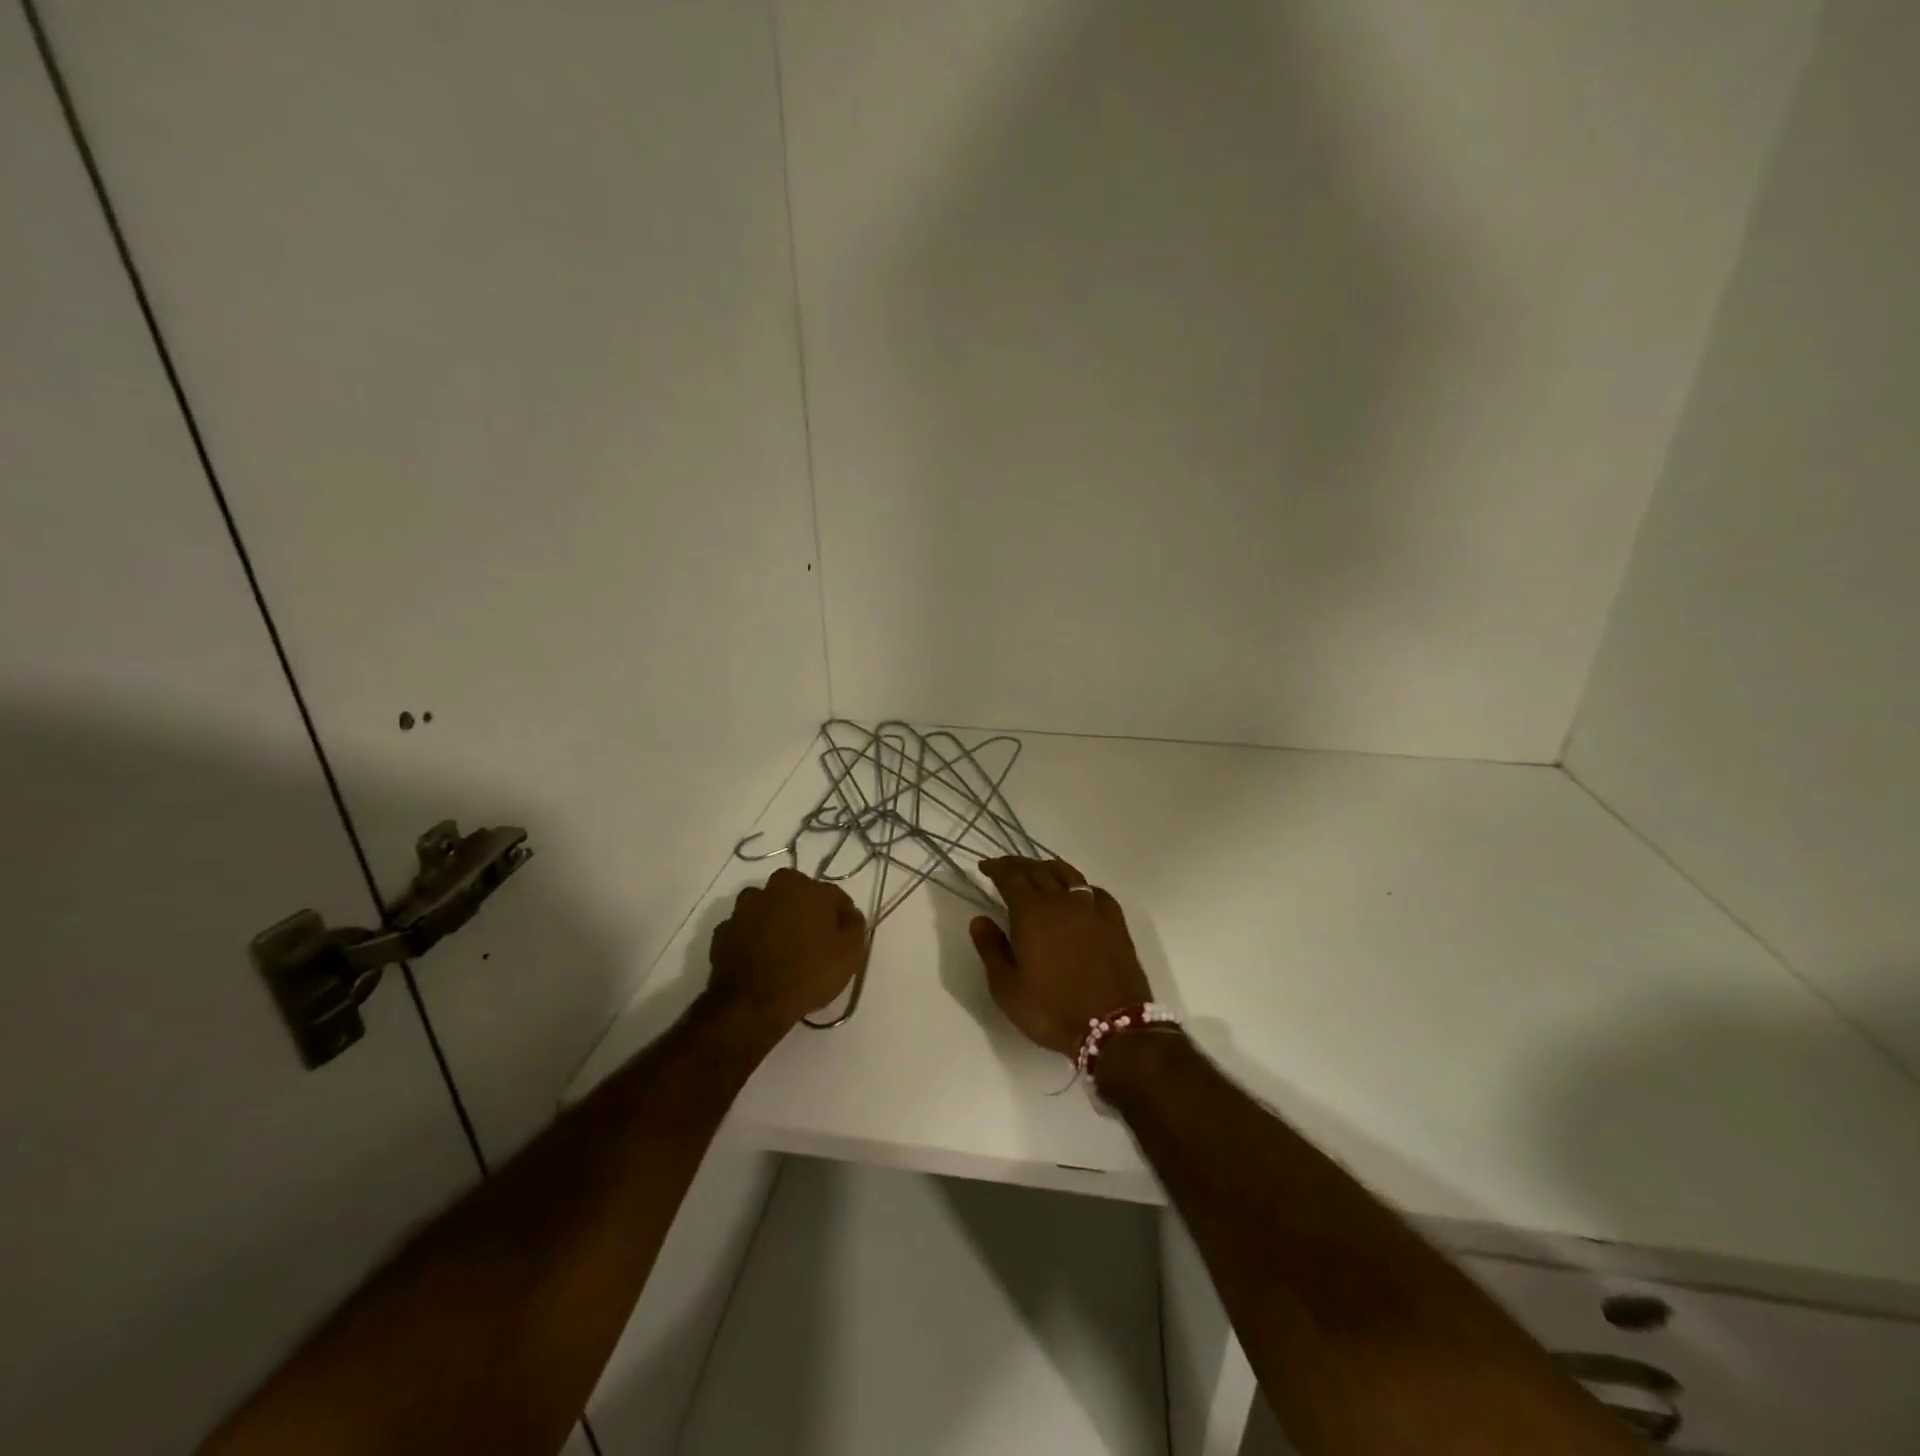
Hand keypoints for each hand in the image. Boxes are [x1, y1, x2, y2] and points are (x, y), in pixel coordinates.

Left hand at [707, 867, 867, 1033]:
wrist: (752, 1005)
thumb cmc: (808, 973)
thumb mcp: (850, 952)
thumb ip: (854, 925)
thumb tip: (848, 915)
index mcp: (804, 886)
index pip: (833, 896)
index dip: (841, 917)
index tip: (844, 938)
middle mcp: (771, 889)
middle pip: (797, 897)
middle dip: (806, 913)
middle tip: (814, 943)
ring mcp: (742, 910)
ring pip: (767, 910)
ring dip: (776, 923)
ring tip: (784, 952)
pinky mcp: (722, 933)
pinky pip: (745, 931)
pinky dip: (753, 941)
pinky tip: (761, 962)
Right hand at [970, 857, 1153, 1057]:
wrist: (1113, 1027)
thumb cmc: (1051, 1010)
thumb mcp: (1007, 988)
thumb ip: (991, 949)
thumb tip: (979, 919)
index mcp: (1032, 914)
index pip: (1011, 878)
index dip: (996, 868)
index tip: (984, 866)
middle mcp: (1062, 902)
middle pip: (1038, 870)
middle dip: (1019, 864)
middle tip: (1006, 866)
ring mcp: (1092, 910)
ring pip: (1069, 874)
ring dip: (1049, 867)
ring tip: (1039, 870)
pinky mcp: (1115, 923)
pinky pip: (1096, 891)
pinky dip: (1081, 885)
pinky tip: (1079, 893)